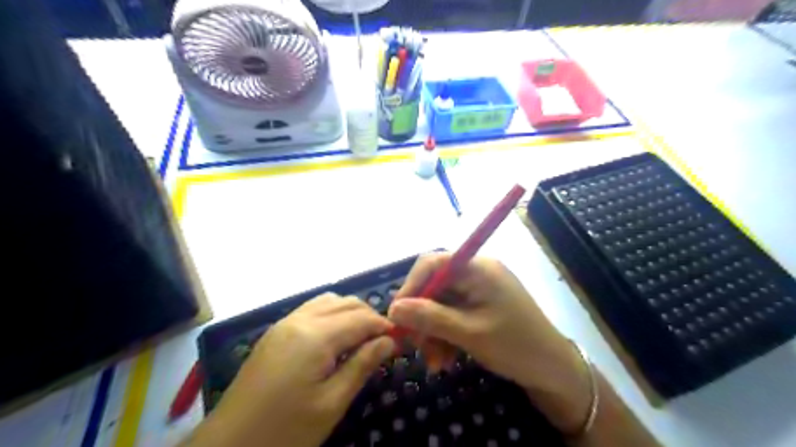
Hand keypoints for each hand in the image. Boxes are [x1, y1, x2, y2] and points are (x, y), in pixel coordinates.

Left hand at [193, 294, 395, 446]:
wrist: (228, 445)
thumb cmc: (285, 430)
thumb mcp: (331, 403)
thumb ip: (362, 365)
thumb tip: (389, 341)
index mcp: (316, 336)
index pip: (362, 318)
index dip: (384, 326)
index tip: (400, 340)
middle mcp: (300, 319)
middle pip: (346, 303)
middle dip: (370, 316)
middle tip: (384, 341)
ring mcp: (285, 322)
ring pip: (329, 301)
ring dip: (350, 313)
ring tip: (361, 338)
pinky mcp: (276, 331)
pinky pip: (311, 309)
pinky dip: (331, 314)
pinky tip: (335, 337)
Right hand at [389, 253, 593, 433]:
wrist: (554, 370)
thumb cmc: (516, 346)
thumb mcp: (469, 334)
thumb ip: (430, 318)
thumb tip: (393, 308)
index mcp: (477, 268)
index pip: (432, 263)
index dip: (411, 286)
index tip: (397, 315)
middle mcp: (476, 272)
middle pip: (434, 286)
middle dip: (422, 318)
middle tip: (414, 347)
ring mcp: (478, 289)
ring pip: (440, 304)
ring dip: (432, 332)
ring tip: (435, 363)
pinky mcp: (480, 305)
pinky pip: (452, 315)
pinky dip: (445, 335)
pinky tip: (445, 359)